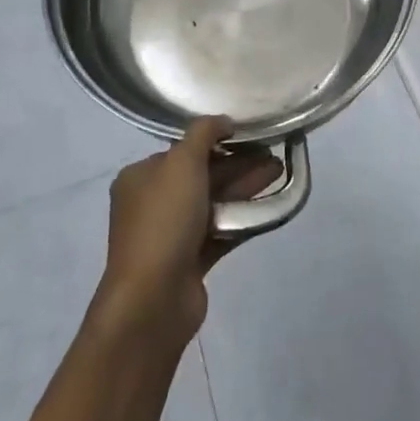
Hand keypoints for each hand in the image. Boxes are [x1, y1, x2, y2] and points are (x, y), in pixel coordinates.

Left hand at [92, 117, 282, 345]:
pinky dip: (242, 217)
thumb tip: (222, 121)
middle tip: (272, 153)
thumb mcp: (182, 162)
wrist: (153, 299)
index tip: (247, 135)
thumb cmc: (164, 221)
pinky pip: (220, 230)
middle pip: (201, 174)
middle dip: (237, 163)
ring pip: (214, 201)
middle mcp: (152, 203)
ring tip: (278, 172)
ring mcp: (171, 234)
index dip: (216, 141)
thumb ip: (204, 133)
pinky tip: (268, 205)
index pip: (182, 150)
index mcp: (140, 177)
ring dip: (244, 186)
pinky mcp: (190, 260)